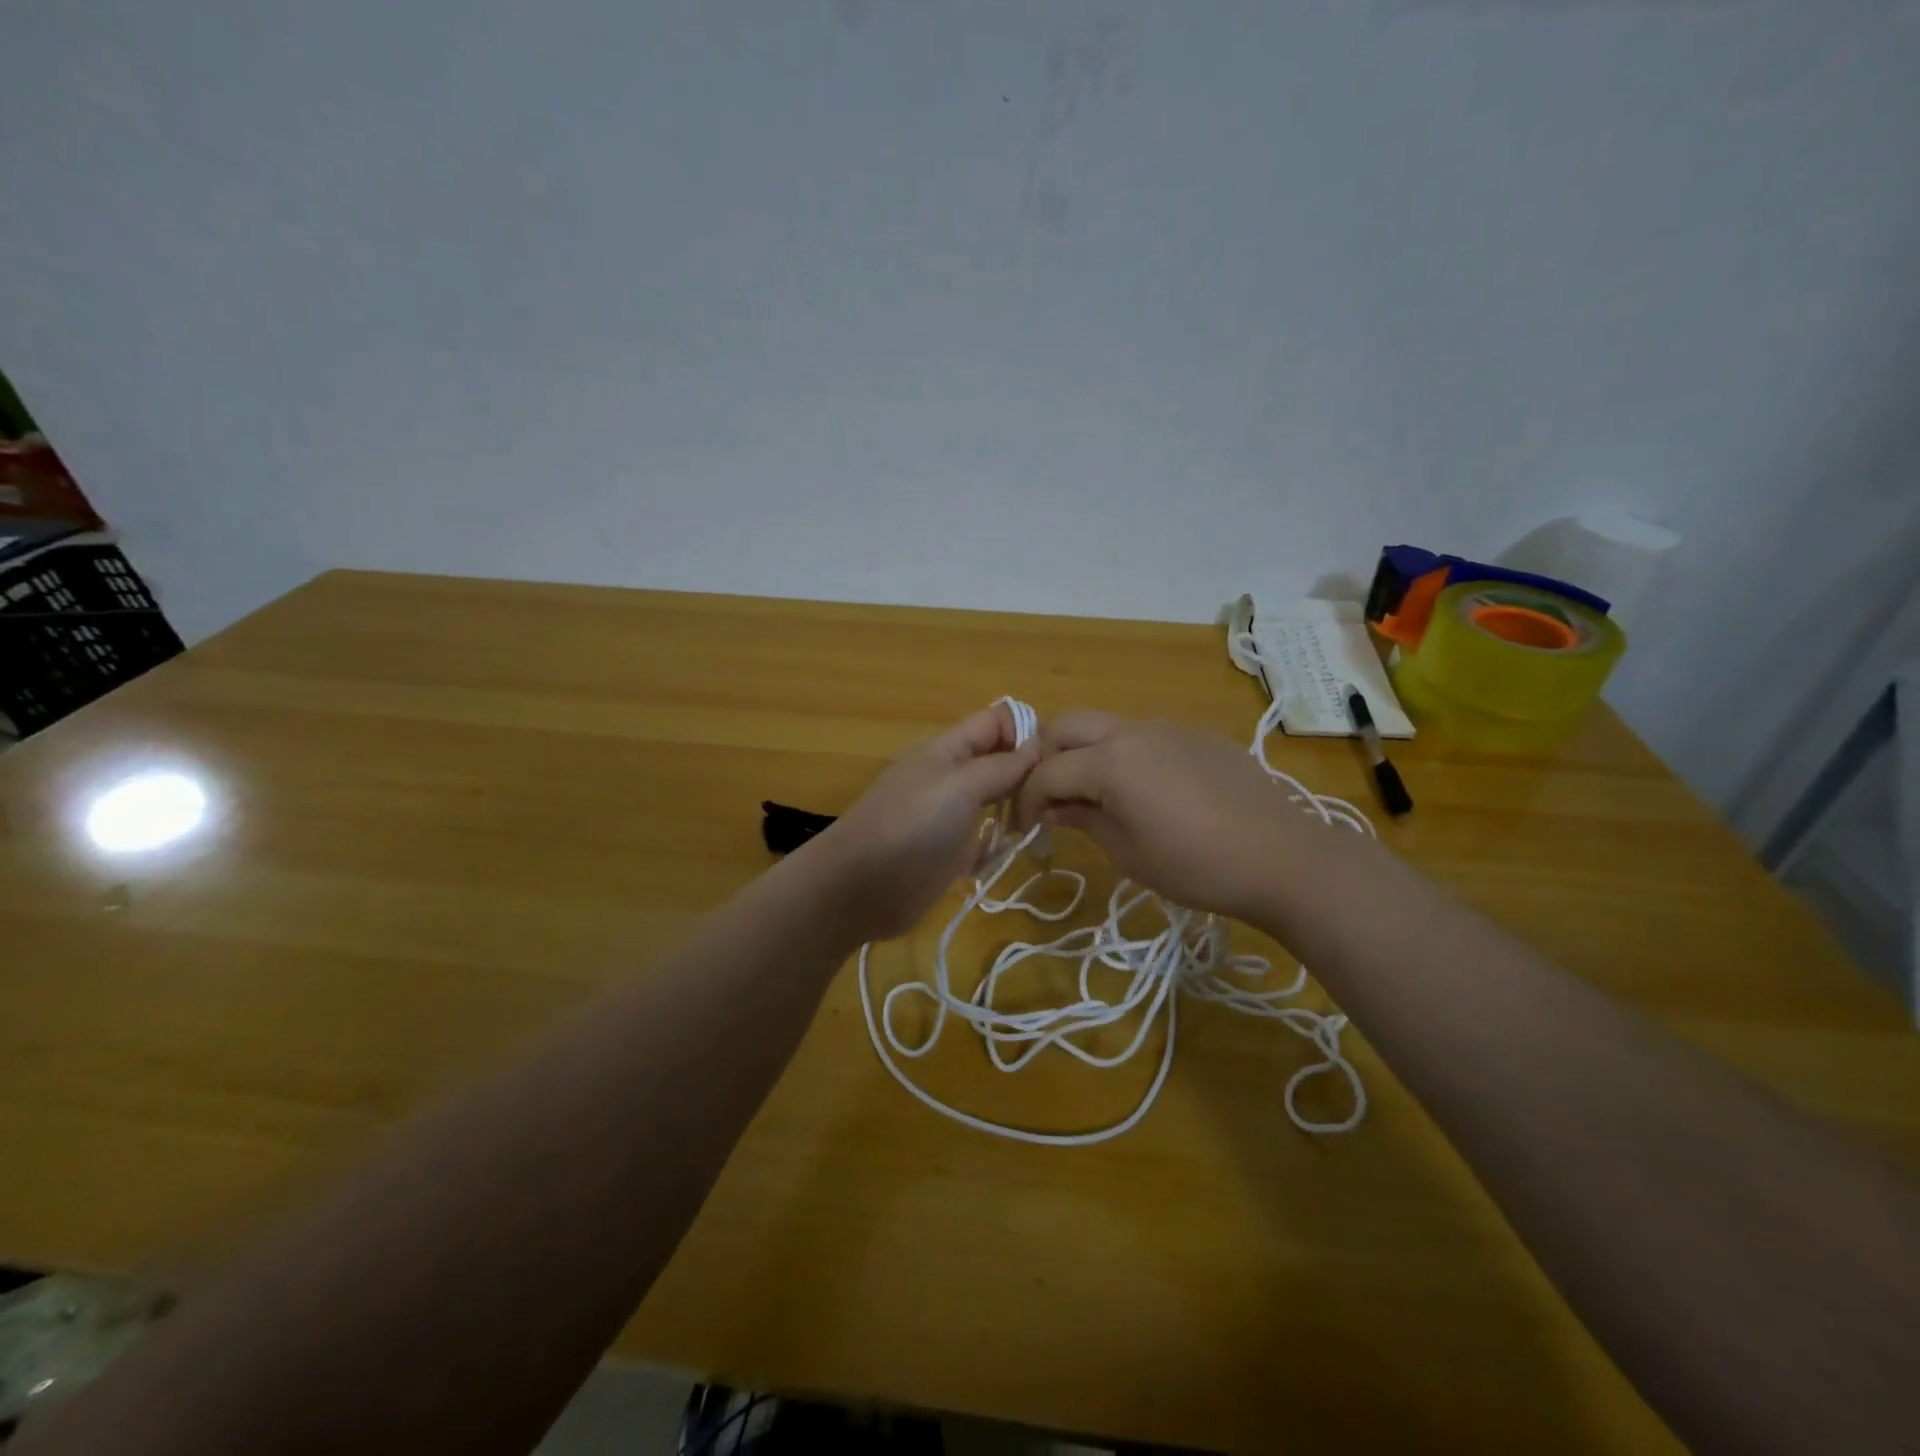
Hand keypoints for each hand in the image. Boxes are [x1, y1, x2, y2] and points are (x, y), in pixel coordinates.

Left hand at [805, 703, 1039, 942]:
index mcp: (947, 749)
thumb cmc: (911, 824)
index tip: (1057, 757)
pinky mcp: (950, 851)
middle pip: (998, 761)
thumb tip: (1036, 747)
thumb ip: (1001, 766)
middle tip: (1061, 795)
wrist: (861, 887)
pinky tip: (1013, 850)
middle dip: (1029, 772)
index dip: (1025, 730)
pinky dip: (1000, 843)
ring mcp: (949, 815)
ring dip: (1018, 808)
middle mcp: (950, 776)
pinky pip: (985, 838)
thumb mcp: (960, 785)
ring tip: (1044, 821)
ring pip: (995, 799)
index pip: (994, 721)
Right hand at [1013, 711, 1303, 922]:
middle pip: (1066, 726)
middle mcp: (1132, 730)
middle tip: (1049, 797)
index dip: (1026, 800)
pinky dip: (1124, 754)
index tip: (1025, 829)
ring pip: (1105, 726)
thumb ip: (1083, 819)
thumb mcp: (1127, 852)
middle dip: (1046, 758)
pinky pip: (1144, 735)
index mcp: (1109, 760)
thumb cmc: (1195, 865)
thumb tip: (1054, 808)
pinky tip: (1144, 790)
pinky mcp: (1196, 735)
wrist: (1282, 857)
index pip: (1046, 771)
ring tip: (1094, 794)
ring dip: (1085, 752)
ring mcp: (1168, 727)